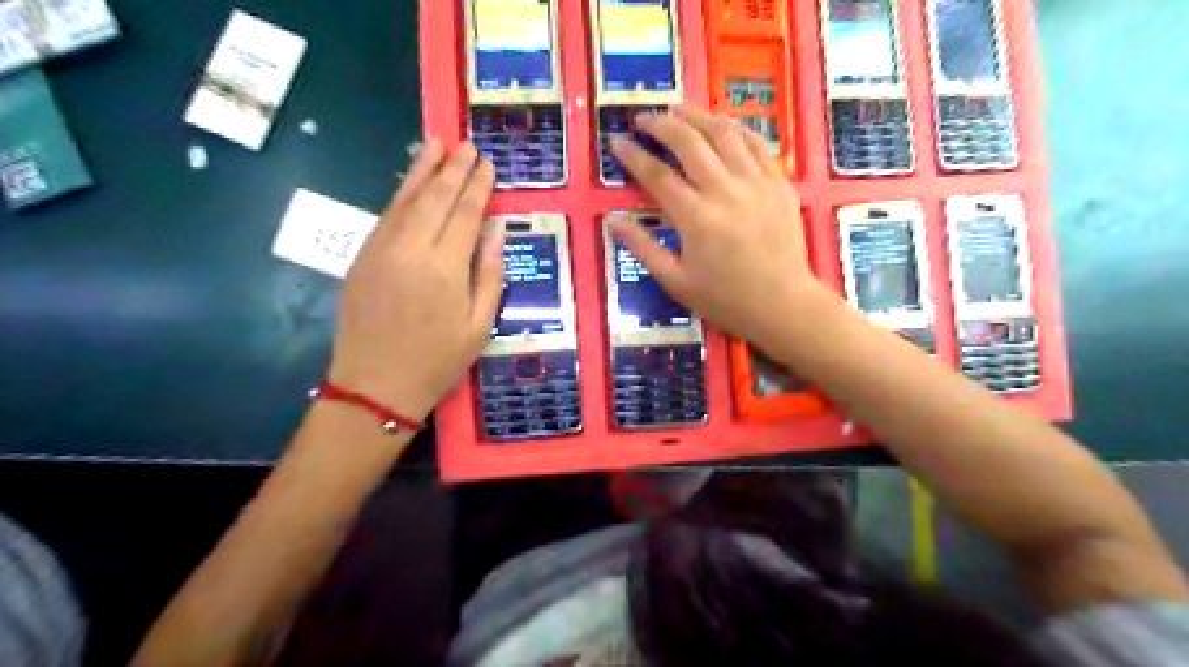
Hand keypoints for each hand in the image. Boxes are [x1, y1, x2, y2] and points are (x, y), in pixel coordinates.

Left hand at [325, 140, 503, 417]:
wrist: (375, 385)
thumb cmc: (438, 361)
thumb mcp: (480, 324)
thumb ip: (490, 273)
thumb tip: (497, 230)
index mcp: (445, 268)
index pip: (466, 214)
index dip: (478, 186)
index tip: (487, 163)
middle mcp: (411, 249)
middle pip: (435, 198)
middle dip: (453, 168)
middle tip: (467, 145)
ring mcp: (381, 250)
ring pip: (405, 199)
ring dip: (422, 170)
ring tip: (436, 145)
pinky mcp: (361, 257)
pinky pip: (385, 216)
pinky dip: (401, 193)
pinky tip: (411, 182)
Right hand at [607, 103, 822, 349]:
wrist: (783, 305)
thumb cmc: (726, 299)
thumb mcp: (676, 282)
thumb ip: (643, 248)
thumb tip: (613, 221)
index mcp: (695, 218)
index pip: (657, 175)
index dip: (633, 155)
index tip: (617, 142)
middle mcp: (725, 191)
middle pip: (689, 142)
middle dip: (662, 125)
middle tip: (644, 118)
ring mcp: (757, 182)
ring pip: (724, 133)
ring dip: (697, 116)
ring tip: (678, 110)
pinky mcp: (780, 183)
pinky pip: (757, 143)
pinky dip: (736, 128)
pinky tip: (722, 124)